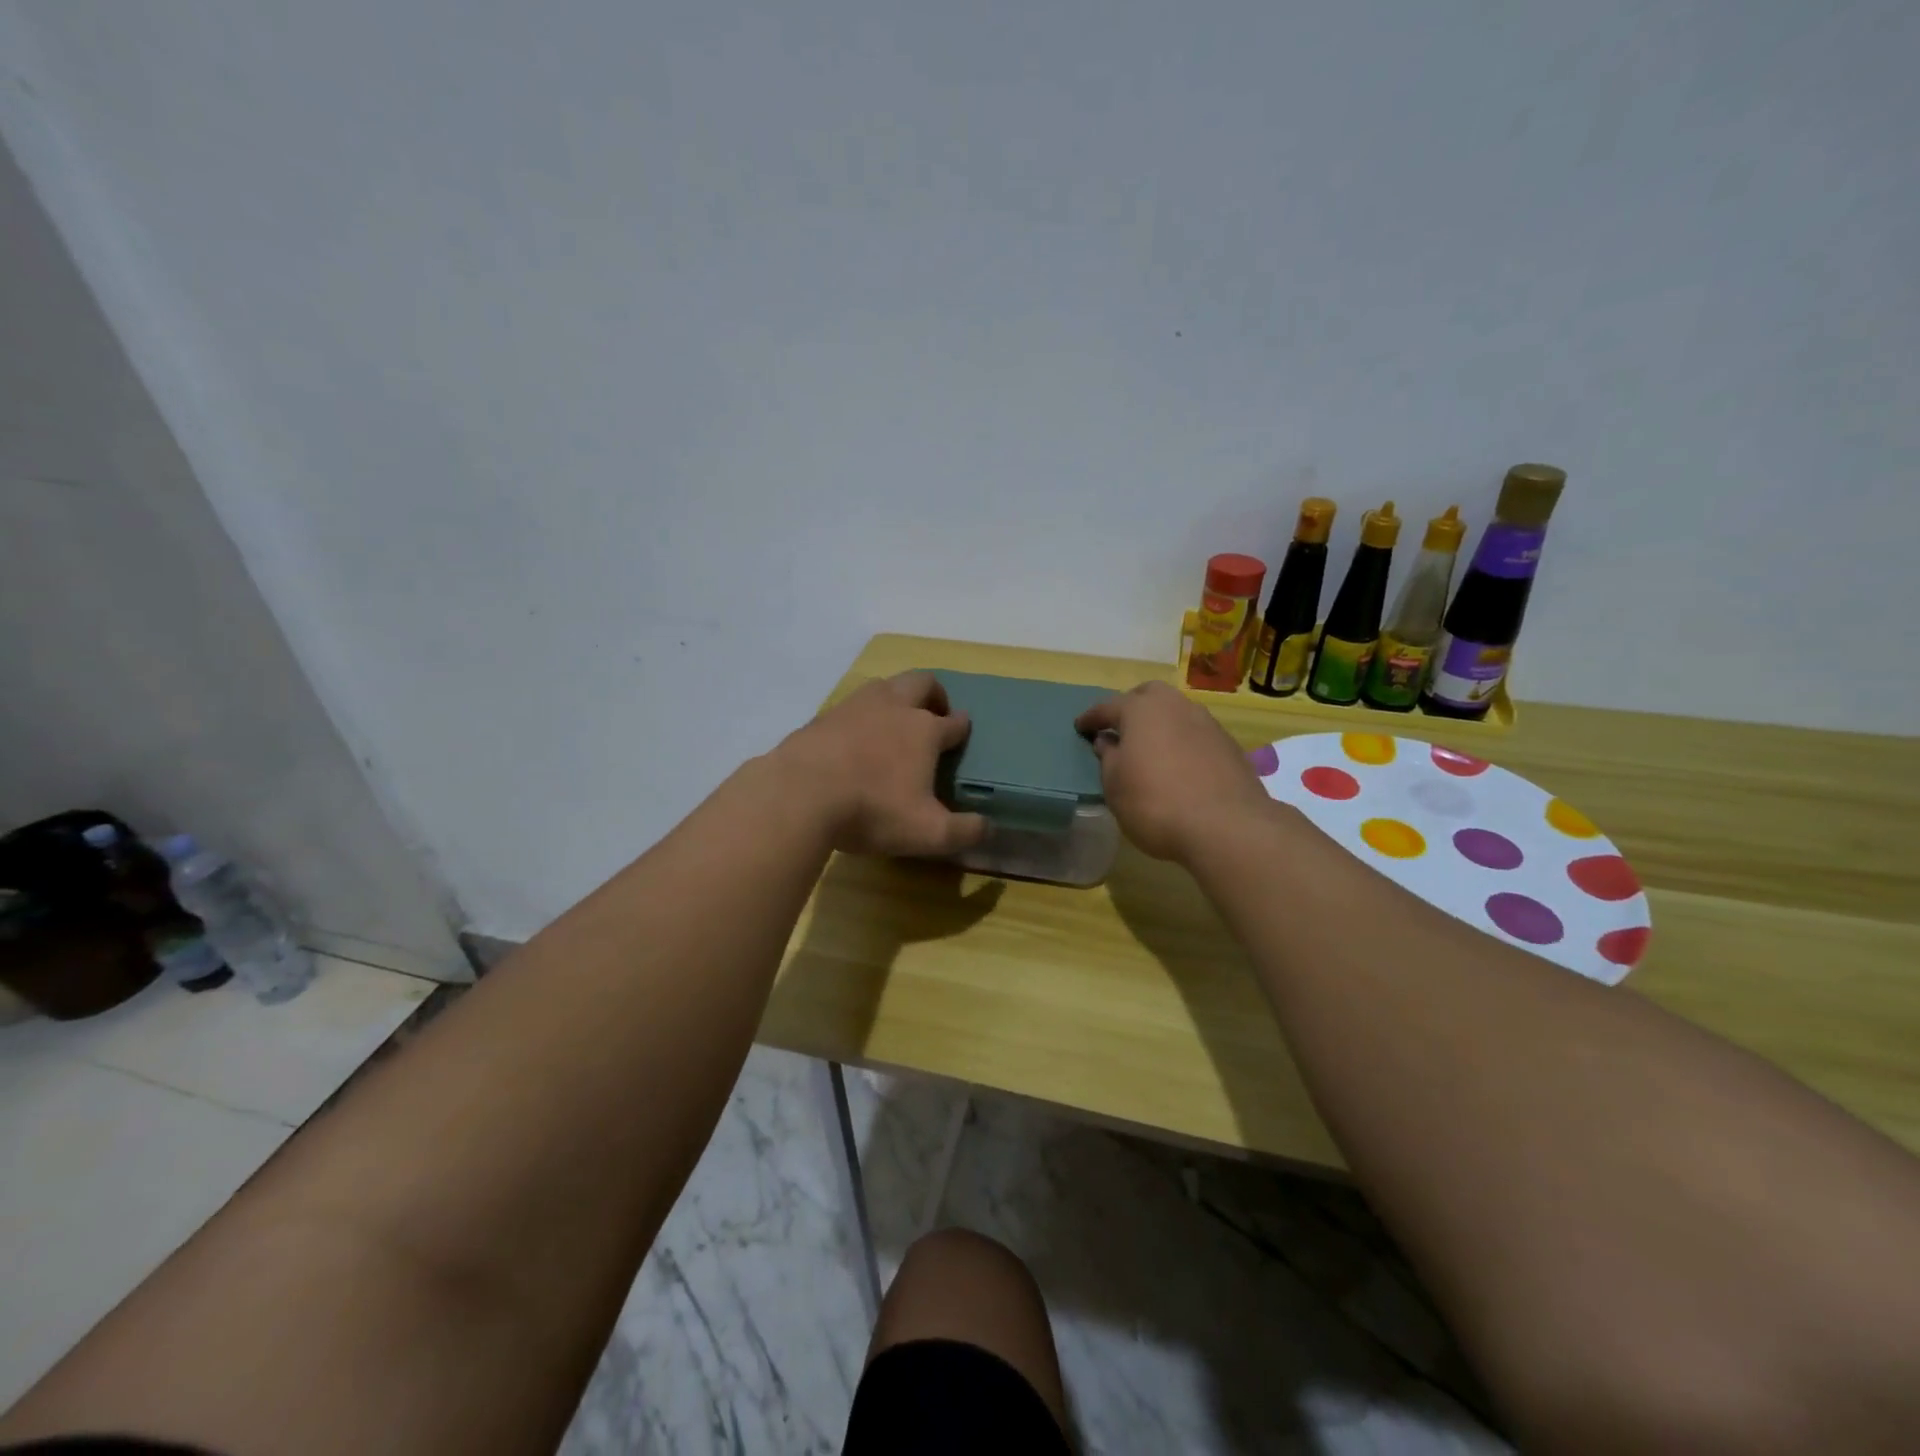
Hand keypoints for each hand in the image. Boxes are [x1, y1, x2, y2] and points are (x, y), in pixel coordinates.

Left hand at [777, 671, 988, 857]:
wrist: (799, 794)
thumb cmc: (872, 809)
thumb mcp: (928, 833)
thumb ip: (964, 832)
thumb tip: (989, 828)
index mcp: (924, 730)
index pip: (954, 722)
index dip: (962, 728)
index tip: (962, 734)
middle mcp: (894, 707)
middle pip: (922, 682)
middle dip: (934, 694)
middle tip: (934, 714)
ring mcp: (855, 706)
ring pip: (885, 686)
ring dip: (896, 698)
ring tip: (894, 723)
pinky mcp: (824, 716)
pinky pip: (852, 706)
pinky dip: (862, 716)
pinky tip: (854, 740)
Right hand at [1075, 681, 1272, 862]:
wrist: (1226, 826)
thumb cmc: (1155, 803)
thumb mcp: (1115, 785)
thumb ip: (1107, 758)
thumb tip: (1107, 741)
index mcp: (1141, 709)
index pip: (1107, 707)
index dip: (1091, 718)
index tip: (1080, 727)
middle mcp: (1175, 706)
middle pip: (1148, 696)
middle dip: (1131, 707)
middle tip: (1119, 729)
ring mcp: (1207, 723)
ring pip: (1176, 712)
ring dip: (1160, 724)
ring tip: (1149, 747)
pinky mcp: (1228, 745)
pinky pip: (1195, 734)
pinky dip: (1181, 741)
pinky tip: (1177, 764)